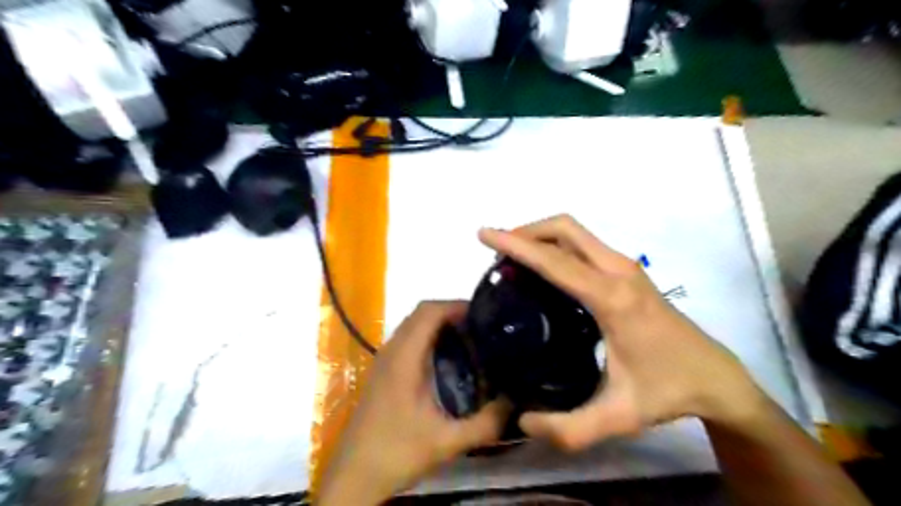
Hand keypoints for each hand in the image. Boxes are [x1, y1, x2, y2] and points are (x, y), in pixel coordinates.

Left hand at [320, 303, 509, 502]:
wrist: (354, 474)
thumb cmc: (397, 452)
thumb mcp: (447, 441)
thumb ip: (486, 423)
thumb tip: (515, 402)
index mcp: (404, 358)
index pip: (429, 312)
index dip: (456, 305)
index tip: (484, 314)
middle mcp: (392, 351)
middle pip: (421, 313)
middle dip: (452, 313)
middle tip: (482, 327)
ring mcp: (384, 360)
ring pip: (413, 325)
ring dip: (440, 324)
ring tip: (470, 339)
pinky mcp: (383, 371)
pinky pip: (408, 340)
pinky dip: (429, 337)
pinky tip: (447, 360)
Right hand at [479, 216, 765, 451]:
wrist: (715, 377)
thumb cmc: (668, 391)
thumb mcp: (618, 417)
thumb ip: (568, 428)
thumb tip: (521, 420)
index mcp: (612, 299)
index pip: (555, 261)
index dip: (516, 244)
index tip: (484, 234)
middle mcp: (619, 271)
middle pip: (565, 229)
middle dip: (526, 231)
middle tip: (497, 253)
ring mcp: (626, 266)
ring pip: (575, 232)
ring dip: (540, 237)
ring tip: (513, 262)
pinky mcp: (627, 271)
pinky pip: (583, 245)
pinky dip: (555, 246)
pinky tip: (543, 272)